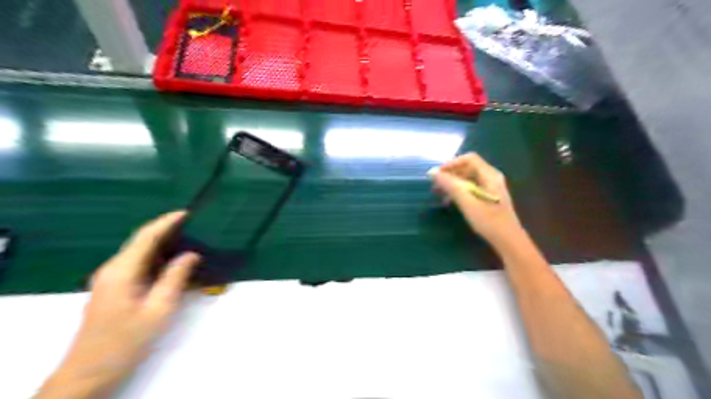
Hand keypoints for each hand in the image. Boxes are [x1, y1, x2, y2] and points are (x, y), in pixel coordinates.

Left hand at [39, 211, 199, 397]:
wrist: (90, 371)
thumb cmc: (127, 340)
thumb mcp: (159, 309)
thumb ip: (175, 278)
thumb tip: (191, 254)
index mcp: (122, 271)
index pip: (146, 237)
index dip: (166, 222)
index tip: (187, 213)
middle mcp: (112, 269)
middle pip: (141, 241)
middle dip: (166, 230)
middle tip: (193, 226)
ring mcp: (110, 278)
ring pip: (139, 252)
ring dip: (163, 244)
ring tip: (189, 240)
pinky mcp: (113, 288)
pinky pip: (138, 264)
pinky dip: (157, 258)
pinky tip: (172, 262)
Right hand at [430, 152, 523, 248]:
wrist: (508, 240)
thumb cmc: (488, 220)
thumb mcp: (466, 201)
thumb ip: (450, 185)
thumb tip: (432, 172)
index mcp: (489, 175)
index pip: (469, 158)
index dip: (451, 163)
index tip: (437, 175)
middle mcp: (491, 177)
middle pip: (468, 167)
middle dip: (450, 174)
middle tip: (436, 185)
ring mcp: (491, 187)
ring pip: (468, 178)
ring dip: (453, 183)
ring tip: (440, 194)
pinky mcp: (489, 197)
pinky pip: (471, 188)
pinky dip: (459, 191)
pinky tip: (451, 202)